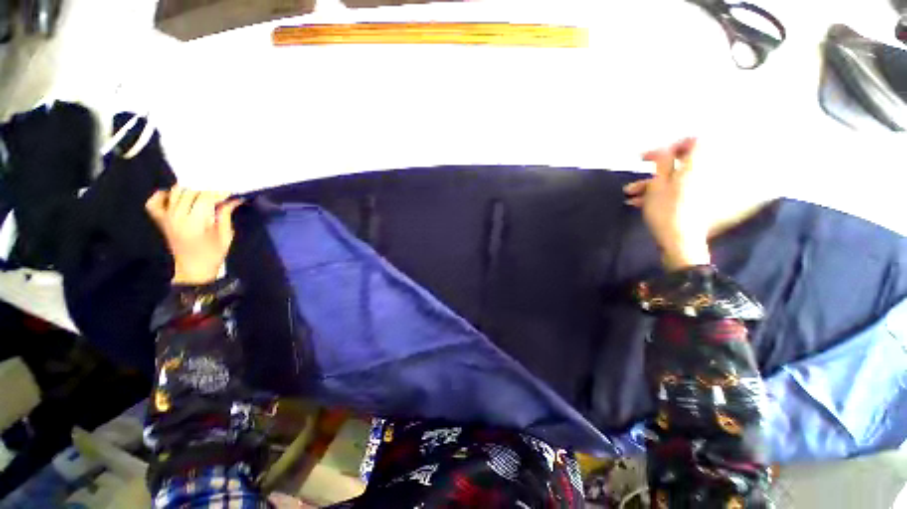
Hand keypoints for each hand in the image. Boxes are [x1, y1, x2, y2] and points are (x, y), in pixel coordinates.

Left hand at [145, 186, 242, 284]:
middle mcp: (176, 217)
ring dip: (190, 190)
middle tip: (219, 194)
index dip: (218, 192)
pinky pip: (155, 201)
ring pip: (175, 192)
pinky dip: (164, 195)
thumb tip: (233, 199)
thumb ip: (225, 215)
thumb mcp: (226, 236)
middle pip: (190, 192)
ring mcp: (166, 217)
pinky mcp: (161, 219)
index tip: (230, 192)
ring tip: (203, 195)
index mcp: (194, 223)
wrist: (193, 269)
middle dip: (206, 190)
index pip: (204, 198)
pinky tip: (176, 197)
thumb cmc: (213, 254)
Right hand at [623, 138, 711, 270]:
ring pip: (672, 179)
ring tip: (629, 195)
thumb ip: (662, 163)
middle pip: (678, 163)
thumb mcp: (658, 185)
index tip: (652, 156)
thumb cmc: (667, 211)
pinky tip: (638, 203)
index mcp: (695, 167)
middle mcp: (699, 175)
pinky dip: (657, 194)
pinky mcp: (691, 203)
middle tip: (636, 175)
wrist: (680, 242)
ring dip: (649, 185)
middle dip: (653, 170)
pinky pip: (674, 191)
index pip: (693, 142)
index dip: (672, 145)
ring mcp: (696, 190)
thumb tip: (664, 149)